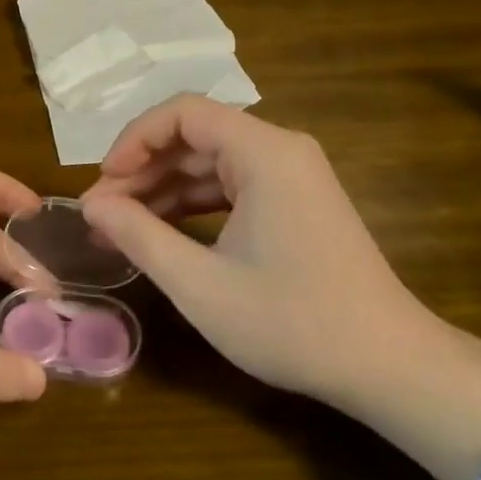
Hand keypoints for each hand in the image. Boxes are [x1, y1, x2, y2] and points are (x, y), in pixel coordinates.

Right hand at [79, 94, 424, 406]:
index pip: (182, 113)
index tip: (103, 183)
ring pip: (211, 163)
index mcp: (264, 153)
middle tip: (100, 214)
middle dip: (143, 170)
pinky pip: (232, 185)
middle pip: (195, 136)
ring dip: (163, 189)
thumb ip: (138, 235)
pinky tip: (162, 233)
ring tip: (120, 227)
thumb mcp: (200, 284)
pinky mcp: (296, 202)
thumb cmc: (292, 323)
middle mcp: (281, 150)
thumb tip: (91, 204)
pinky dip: (193, 204)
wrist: (389, 366)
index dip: (134, 140)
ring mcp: (292, 176)